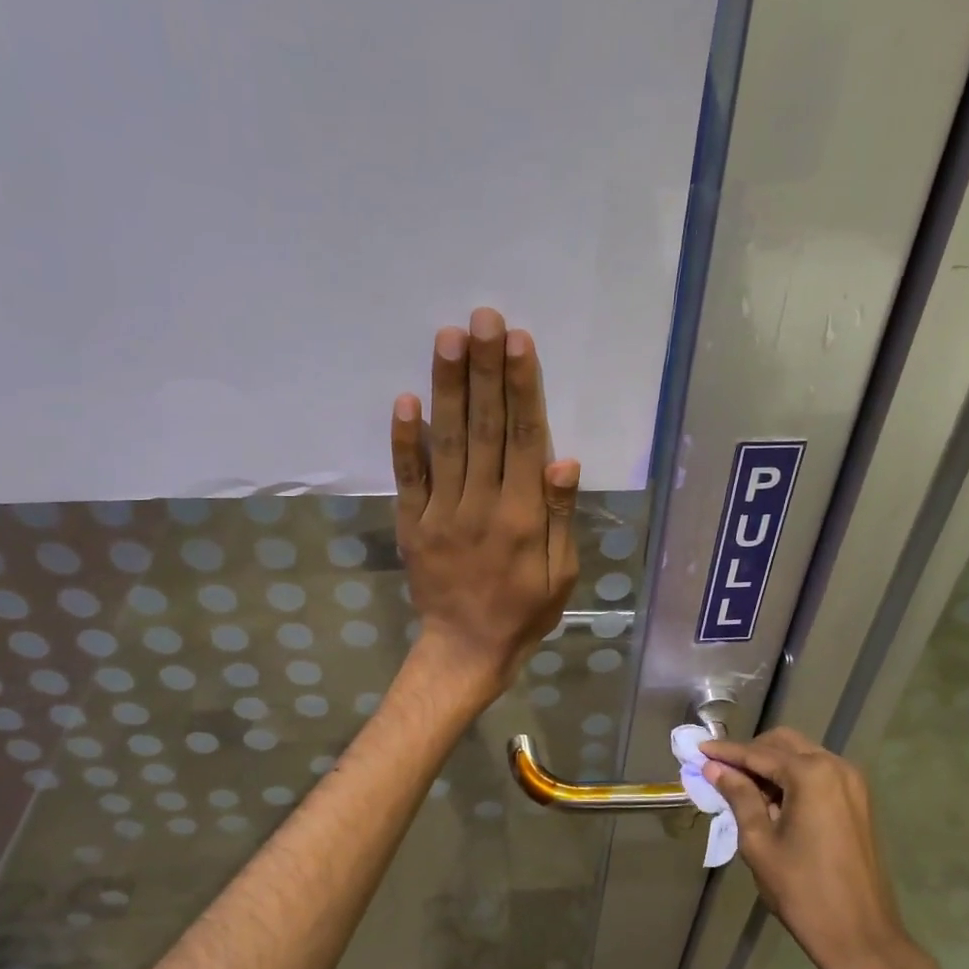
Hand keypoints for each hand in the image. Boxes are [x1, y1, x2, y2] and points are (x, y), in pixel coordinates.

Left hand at [391, 306, 580, 702]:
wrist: (466, 651)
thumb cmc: (524, 612)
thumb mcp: (562, 575)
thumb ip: (561, 517)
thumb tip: (564, 461)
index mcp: (523, 517)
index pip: (524, 440)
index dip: (522, 389)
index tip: (518, 342)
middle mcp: (482, 506)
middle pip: (485, 428)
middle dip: (484, 370)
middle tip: (482, 318)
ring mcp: (441, 514)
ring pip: (447, 442)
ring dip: (448, 388)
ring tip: (449, 338)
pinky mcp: (412, 525)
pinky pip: (407, 478)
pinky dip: (404, 440)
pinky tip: (405, 399)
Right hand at [704, 729, 968, 968]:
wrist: (861, 937)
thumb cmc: (802, 891)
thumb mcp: (759, 842)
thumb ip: (738, 796)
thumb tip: (715, 769)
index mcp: (811, 775)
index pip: (758, 753)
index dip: (726, 752)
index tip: (699, 750)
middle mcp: (836, 767)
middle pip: (783, 744)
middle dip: (750, 753)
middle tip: (719, 770)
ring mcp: (852, 783)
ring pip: (802, 756)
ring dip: (771, 765)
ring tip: (741, 788)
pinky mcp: (858, 802)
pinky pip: (818, 774)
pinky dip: (792, 778)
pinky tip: (771, 799)